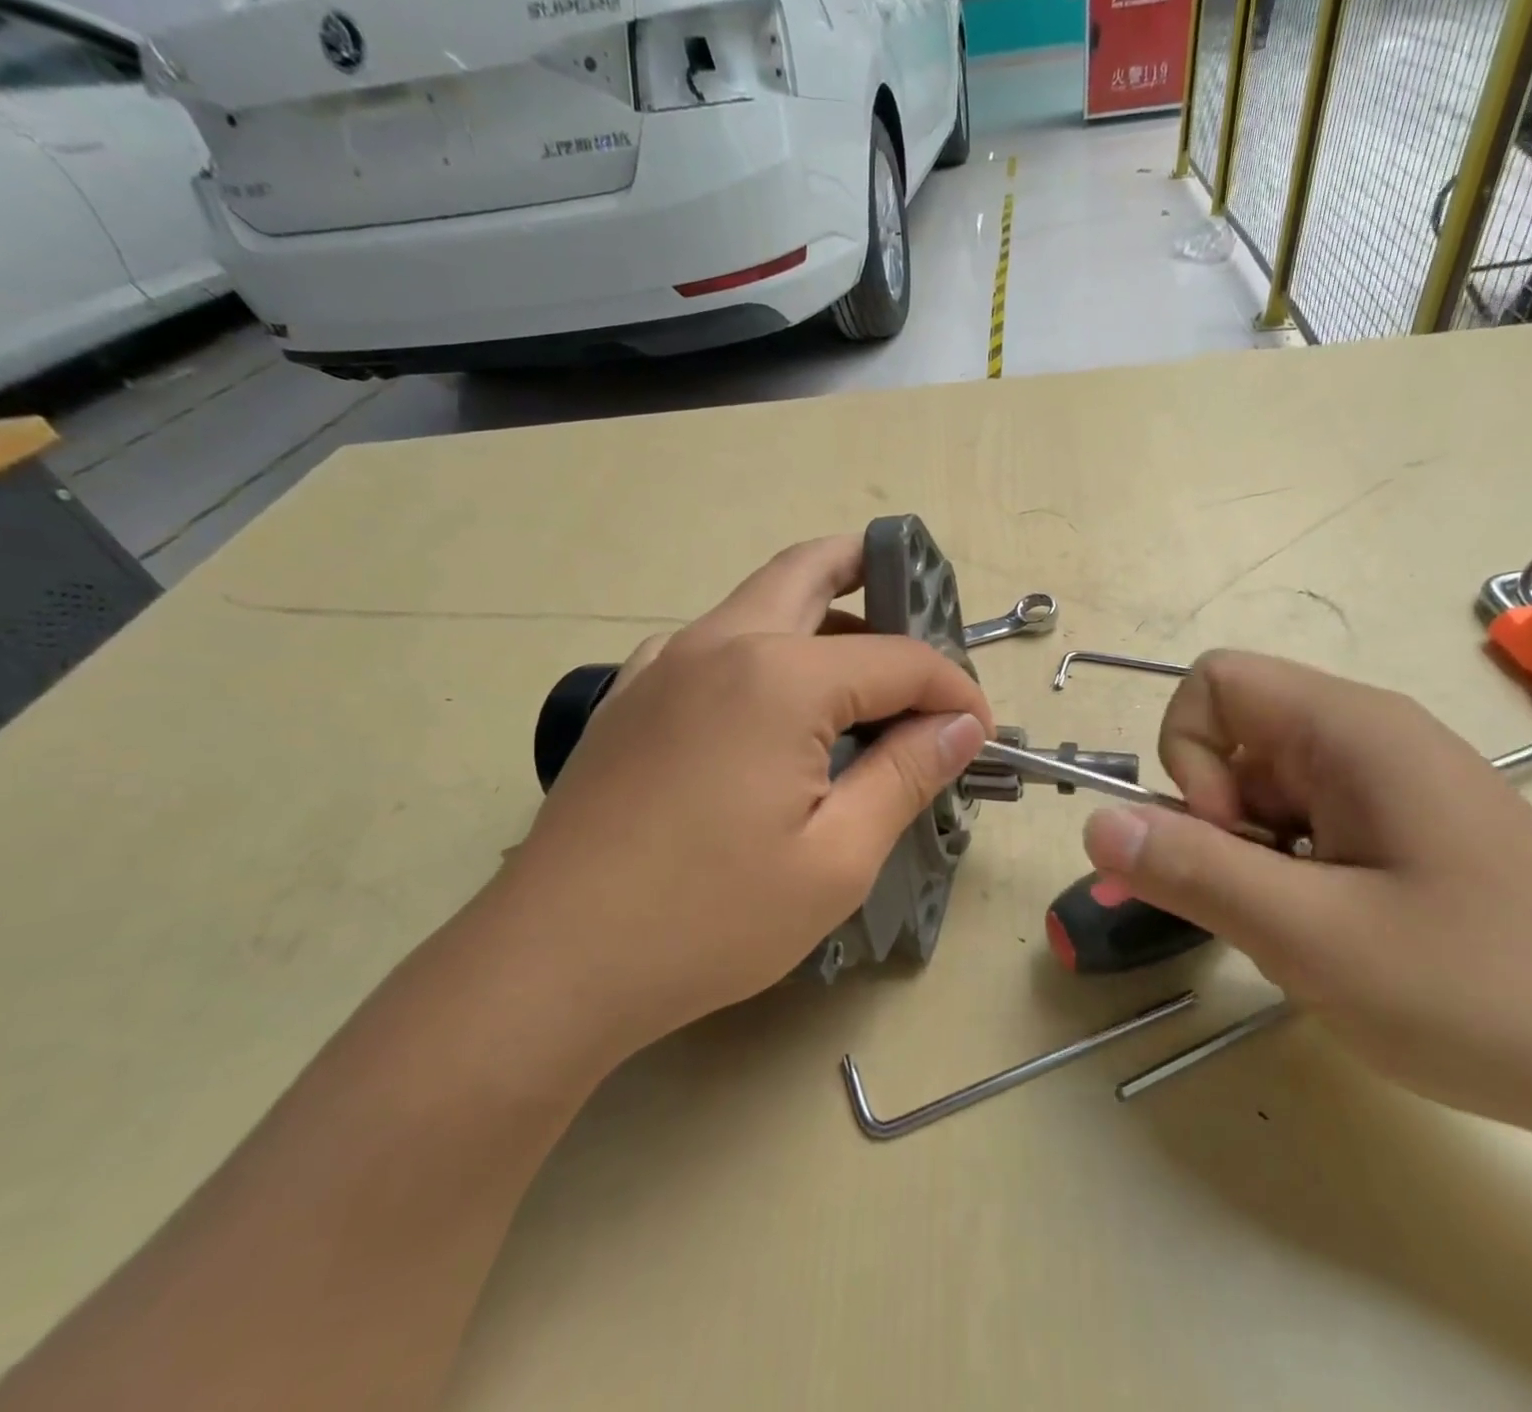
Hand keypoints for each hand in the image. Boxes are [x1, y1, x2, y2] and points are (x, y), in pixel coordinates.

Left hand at [494, 535, 993, 1058]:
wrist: (553, 961)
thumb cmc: (709, 918)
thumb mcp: (836, 858)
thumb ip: (905, 774)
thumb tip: (960, 727)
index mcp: (778, 676)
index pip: (899, 658)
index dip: (952, 691)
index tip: (979, 734)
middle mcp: (718, 642)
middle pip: (812, 571)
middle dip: (875, 573)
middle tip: (921, 607)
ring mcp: (663, 663)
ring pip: (759, 601)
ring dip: (821, 615)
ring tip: (864, 674)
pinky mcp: (631, 695)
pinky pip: (716, 642)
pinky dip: (766, 649)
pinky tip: (778, 712)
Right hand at [1081, 651, 1531, 1136]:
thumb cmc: (1486, 991)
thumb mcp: (1314, 937)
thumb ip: (1192, 871)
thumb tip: (1093, 822)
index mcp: (1347, 730)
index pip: (1213, 683)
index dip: (1188, 756)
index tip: (1228, 841)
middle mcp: (1362, 739)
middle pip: (1230, 742)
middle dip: (1214, 823)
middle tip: (1262, 905)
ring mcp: (1383, 787)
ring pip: (1258, 795)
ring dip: (1248, 861)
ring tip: (1304, 934)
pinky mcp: (1397, 832)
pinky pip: (1300, 830)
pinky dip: (1286, 880)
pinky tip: (1333, 940)